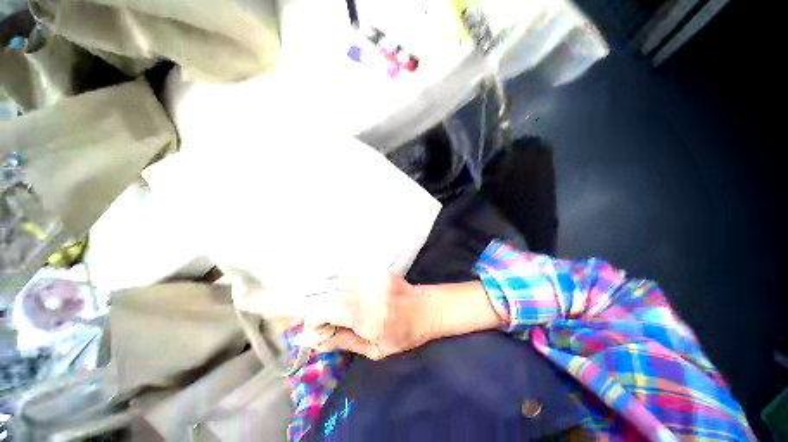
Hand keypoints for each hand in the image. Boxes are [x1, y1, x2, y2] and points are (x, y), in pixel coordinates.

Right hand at [305, 274, 440, 359]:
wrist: (426, 308)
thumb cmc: (403, 335)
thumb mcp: (375, 349)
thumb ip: (343, 341)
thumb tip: (312, 340)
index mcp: (370, 317)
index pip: (329, 309)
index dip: (313, 316)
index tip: (310, 327)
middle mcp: (370, 293)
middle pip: (331, 293)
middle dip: (317, 305)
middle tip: (318, 319)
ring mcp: (374, 278)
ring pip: (338, 281)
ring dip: (328, 294)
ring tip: (330, 307)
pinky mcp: (377, 271)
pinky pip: (350, 275)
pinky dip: (339, 284)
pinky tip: (341, 293)